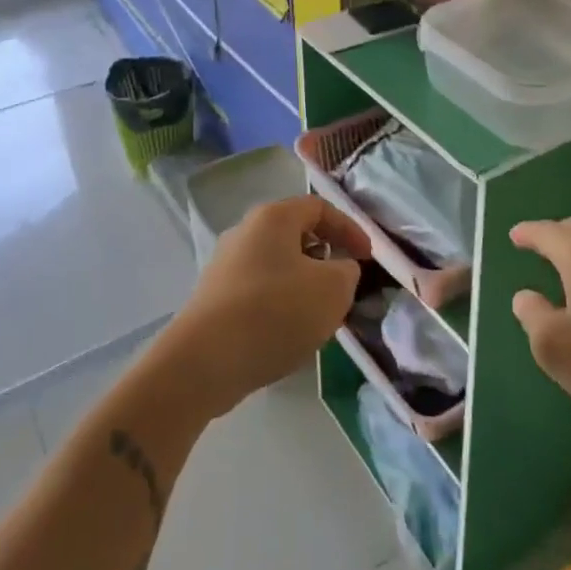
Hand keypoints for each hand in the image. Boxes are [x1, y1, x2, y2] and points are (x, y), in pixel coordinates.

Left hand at [169, 196, 371, 418]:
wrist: (203, 362)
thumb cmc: (274, 312)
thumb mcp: (332, 290)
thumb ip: (347, 272)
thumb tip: (339, 270)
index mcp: (273, 217)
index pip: (320, 207)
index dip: (350, 229)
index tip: (367, 259)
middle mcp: (245, 231)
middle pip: (296, 235)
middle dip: (326, 259)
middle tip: (342, 287)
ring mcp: (225, 265)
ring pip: (278, 265)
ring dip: (303, 284)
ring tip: (318, 316)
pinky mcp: (214, 298)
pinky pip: (258, 291)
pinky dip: (280, 304)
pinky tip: (286, 334)